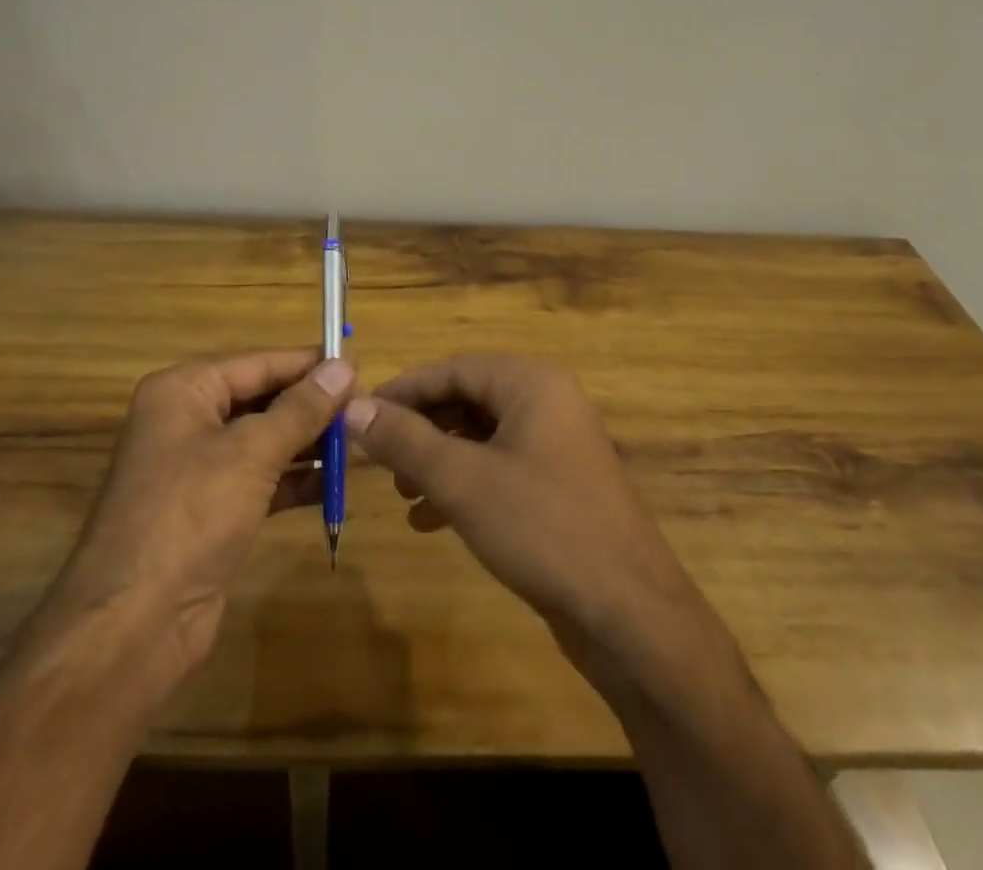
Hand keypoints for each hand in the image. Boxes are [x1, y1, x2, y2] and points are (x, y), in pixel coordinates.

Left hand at [47, 350, 354, 682]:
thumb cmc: (190, 515)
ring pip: (264, 441)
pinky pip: (262, 480)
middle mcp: (187, 421)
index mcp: (183, 392)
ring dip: (309, 443)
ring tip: (361, 442)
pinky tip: (336, 483)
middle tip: (365, 407)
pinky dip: (295, 480)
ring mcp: (197, 469)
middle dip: (312, 406)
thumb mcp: (251, 452)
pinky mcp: (211, 511)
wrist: (134, 624)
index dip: (308, 364)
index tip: (357, 364)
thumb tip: (345, 366)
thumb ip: (301, 408)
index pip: (258, 363)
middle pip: (261, 399)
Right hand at [345, 354, 723, 682]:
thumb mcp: (462, 480)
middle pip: (467, 399)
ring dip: (438, 460)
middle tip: (381, 460)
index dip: (404, 389)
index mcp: (531, 383)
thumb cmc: (542, 528)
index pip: (453, 367)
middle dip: (420, 429)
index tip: (361, 415)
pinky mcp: (559, 485)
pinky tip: (431, 520)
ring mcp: (557, 445)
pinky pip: (500, 468)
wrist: (629, 614)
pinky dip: (464, 485)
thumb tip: (353, 407)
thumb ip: (404, 440)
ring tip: (403, 493)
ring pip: (481, 436)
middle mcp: (547, 402)